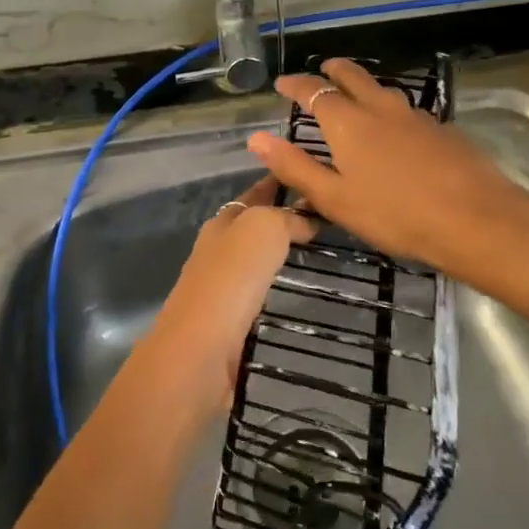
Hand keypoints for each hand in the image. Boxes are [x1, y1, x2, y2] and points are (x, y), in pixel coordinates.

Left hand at [134, 177, 314, 417]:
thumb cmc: (231, 279)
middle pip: (255, 226)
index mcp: (223, 221)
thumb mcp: (263, 229)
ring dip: (282, 255)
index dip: (281, 182)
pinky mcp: (228, 321)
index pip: (256, 193)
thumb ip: (286, 218)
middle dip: (285, 219)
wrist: (200, 349)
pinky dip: (278, 287)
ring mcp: (221, 286)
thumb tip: (307, 217)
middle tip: (328, 220)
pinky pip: (260, 293)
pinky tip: (299, 292)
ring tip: (322, 254)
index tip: (314, 178)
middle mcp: (218, 249)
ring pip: (257, 260)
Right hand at [247, 59, 528, 287]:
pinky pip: (407, 111)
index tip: (282, 83)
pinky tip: (397, 129)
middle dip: (334, 70)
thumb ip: (295, 167)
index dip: (295, 85)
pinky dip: (390, 110)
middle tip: (323, 69)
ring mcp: (416, 117)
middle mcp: (381, 109)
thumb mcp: (335, 199)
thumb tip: (255, 138)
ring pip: (383, 91)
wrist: (476, 219)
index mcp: (349, 123)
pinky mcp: (442, 130)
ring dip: (364, 86)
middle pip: (353, 77)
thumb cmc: (395, 215)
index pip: (314, 92)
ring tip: (356, 94)